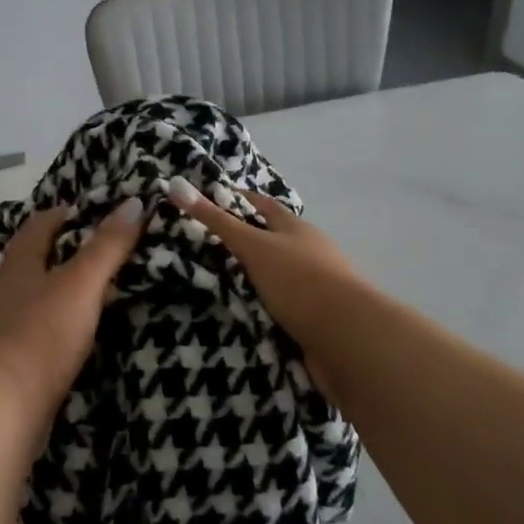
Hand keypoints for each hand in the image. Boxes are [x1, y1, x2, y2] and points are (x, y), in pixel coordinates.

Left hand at [0, 199, 145, 420]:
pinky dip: (44, 329)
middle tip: (84, 251)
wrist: (3, 406)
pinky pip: (25, 336)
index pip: (35, 229)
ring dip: (45, 293)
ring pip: (22, 300)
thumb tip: (134, 202)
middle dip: (49, 254)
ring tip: (77, 295)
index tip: (79, 210)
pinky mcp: (2, 366)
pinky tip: (60, 340)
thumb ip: (107, 246)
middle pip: (24, 264)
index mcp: (17, 267)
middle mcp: (1, 293)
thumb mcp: (82, 283)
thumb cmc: (42, 333)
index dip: (56, 216)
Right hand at [165, 178, 369, 391]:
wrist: (347, 339)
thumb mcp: (253, 246)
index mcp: (298, 229)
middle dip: (246, 241)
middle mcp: (310, 253)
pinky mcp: (315, 320)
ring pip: (279, 277)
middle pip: (274, 241)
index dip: (240, 200)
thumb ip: (216, 221)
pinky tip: (244, 315)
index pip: (264, 206)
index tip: (211, 199)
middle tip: (206, 244)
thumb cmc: (300, 281)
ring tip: (218, 283)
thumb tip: (175, 185)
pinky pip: (282, 308)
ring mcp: (316, 289)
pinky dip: (264, 308)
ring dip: (255, 279)